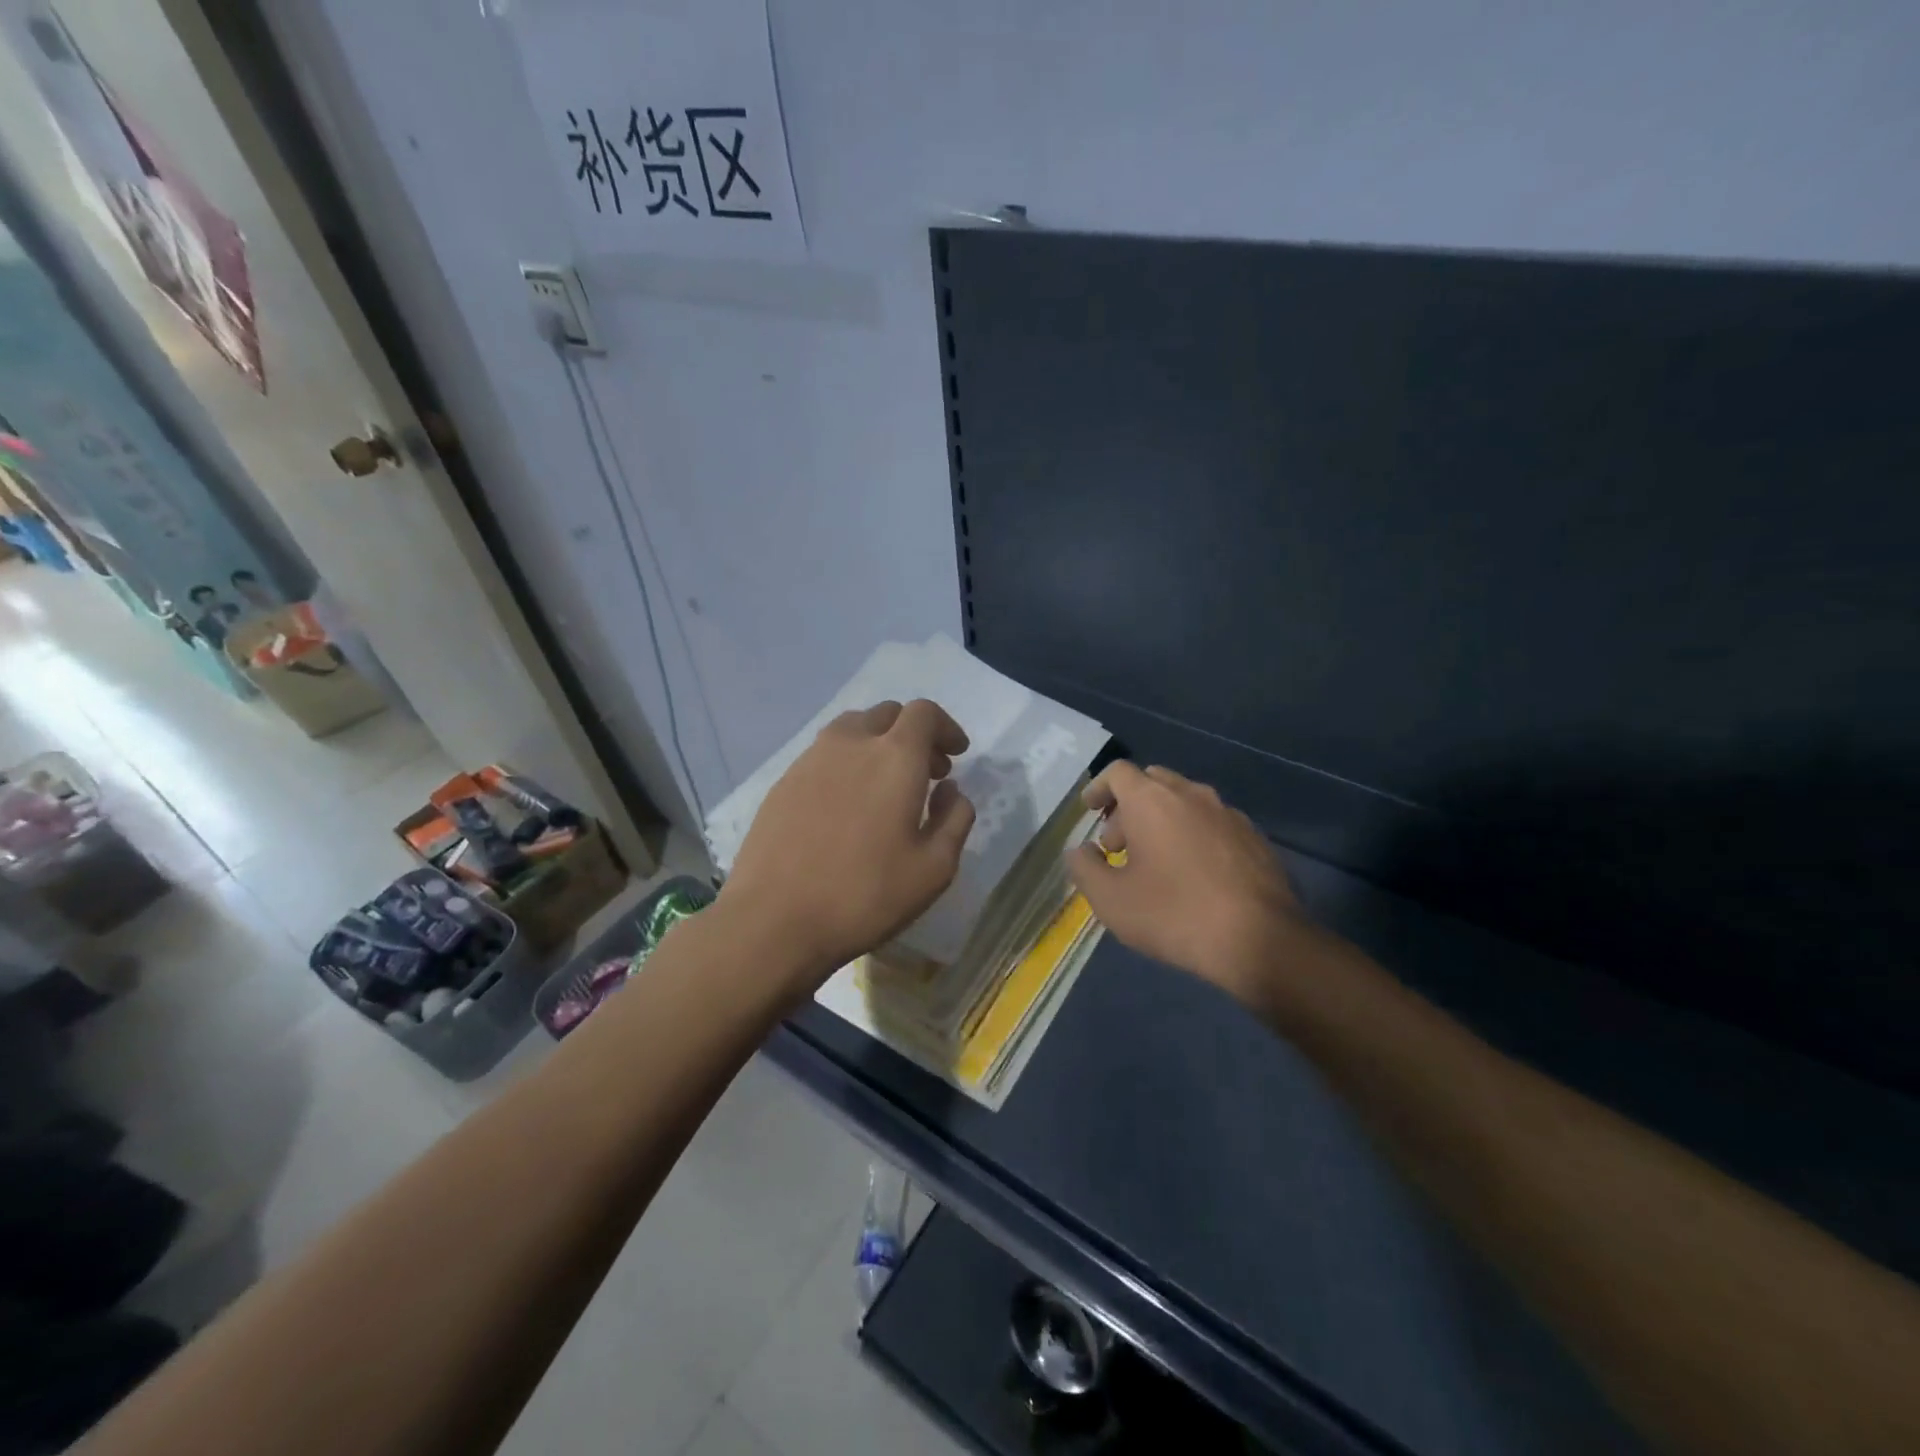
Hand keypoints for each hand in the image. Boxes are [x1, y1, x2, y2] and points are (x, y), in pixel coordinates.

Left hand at [720, 699, 975, 984]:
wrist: (773, 920)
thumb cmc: (865, 895)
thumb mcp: (934, 868)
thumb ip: (955, 819)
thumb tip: (950, 790)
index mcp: (895, 756)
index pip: (924, 713)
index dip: (946, 727)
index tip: (956, 755)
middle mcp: (851, 743)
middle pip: (887, 714)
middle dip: (914, 734)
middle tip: (928, 772)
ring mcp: (810, 759)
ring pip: (852, 730)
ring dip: (878, 744)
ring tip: (885, 786)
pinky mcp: (783, 781)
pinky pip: (824, 754)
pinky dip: (847, 763)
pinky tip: (847, 805)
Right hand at [1065, 762, 1312, 1009]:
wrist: (1261, 940)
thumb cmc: (1174, 914)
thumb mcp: (1111, 900)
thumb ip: (1084, 868)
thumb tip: (1080, 851)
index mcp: (1152, 800)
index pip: (1118, 772)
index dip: (1099, 788)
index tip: (1090, 810)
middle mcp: (1191, 794)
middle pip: (1152, 781)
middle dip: (1129, 806)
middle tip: (1118, 845)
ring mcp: (1227, 813)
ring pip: (1184, 801)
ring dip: (1162, 820)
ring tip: (1154, 862)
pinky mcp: (1254, 836)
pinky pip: (1212, 822)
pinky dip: (1192, 834)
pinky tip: (1193, 873)